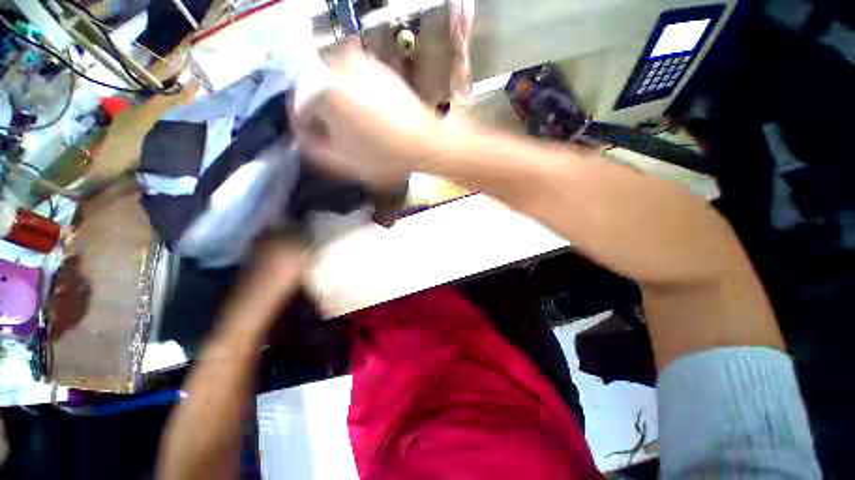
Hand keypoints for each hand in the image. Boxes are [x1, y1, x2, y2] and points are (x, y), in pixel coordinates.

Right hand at [294, 44, 443, 190]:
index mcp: (324, 90)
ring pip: (338, 85)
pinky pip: (359, 82)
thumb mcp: (344, 162)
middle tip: (338, 135)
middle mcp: (340, 67)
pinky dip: (358, 97)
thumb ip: (314, 149)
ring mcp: (364, 64)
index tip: (315, 139)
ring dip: (341, 104)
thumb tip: (302, 137)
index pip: (299, 106)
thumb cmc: (385, 158)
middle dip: (323, 113)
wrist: (426, 145)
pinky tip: (372, 117)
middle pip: (317, 92)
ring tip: (358, 129)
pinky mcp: (383, 70)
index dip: (306, 126)